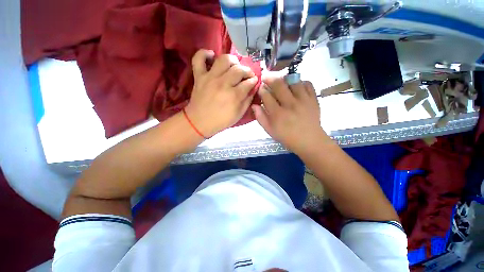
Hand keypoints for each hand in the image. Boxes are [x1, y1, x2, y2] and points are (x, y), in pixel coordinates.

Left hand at [185, 49, 257, 137]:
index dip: (253, 81)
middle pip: (239, 69)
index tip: (254, 81)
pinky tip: (212, 55)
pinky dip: (204, 53)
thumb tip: (252, 89)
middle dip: (247, 71)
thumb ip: (247, 101)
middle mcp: (223, 84)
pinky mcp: (199, 76)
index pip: (248, 82)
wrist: (199, 122)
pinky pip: (199, 58)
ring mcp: (210, 78)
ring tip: (235, 65)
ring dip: (232, 60)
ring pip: (223, 59)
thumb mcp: (238, 114)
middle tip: (247, 75)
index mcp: (234, 96)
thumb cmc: (221, 120)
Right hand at [252, 73, 329, 154]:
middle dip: (270, 78)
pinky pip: (307, 83)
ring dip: (285, 79)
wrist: (309, 141)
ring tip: (282, 82)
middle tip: (266, 77)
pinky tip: (296, 87)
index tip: (260, 89)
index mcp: (277, 114)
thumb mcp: (270, 131)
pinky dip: (300, 82)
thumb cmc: (287, 137)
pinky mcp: (313, 99)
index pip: (266, 95)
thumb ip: (260, 117)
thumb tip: (254, 105)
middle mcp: (290, 104)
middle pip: (278, 84)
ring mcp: (303, 100)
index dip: (261, 90)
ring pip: (293, 80)